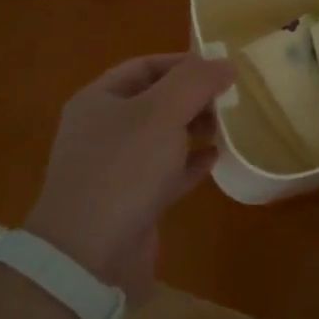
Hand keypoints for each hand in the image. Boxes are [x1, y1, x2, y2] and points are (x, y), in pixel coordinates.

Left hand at [22, 53, 234, 295]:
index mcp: (98, 100)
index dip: (183, 63)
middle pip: (154, 101)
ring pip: (162, 138)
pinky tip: (216, 159)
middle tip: (230, 98)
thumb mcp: (162, 113)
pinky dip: (190, 163)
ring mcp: (115, 168)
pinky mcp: (131, 202)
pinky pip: (166, 172)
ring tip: (228, 126)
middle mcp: (103, 130)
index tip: (221, 68)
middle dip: (193, 97)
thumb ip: (195, 82)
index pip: (145, 67)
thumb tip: (225, 64)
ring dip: (194, 129)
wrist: (88, 255)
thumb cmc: (123, 169)